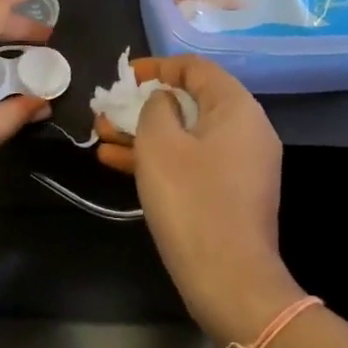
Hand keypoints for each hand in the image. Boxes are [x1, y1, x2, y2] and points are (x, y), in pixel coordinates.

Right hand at [96, 56, 299, 343]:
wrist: (230, 281)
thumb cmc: (192, 201)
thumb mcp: (160, 144)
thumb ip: (156, 108)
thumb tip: (163, 101)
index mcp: (237, 108)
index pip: (196, 69)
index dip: (158, 66)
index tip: (125, 77)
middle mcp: (246, 130)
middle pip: (190, 102)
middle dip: (143, 105)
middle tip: (108, 110)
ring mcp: (241, 164)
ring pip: (186, 135)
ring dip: (144, 133)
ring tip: (101, 134)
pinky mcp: (230, 193)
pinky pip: (192, 162)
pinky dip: (160, 159)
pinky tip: (115, 162)